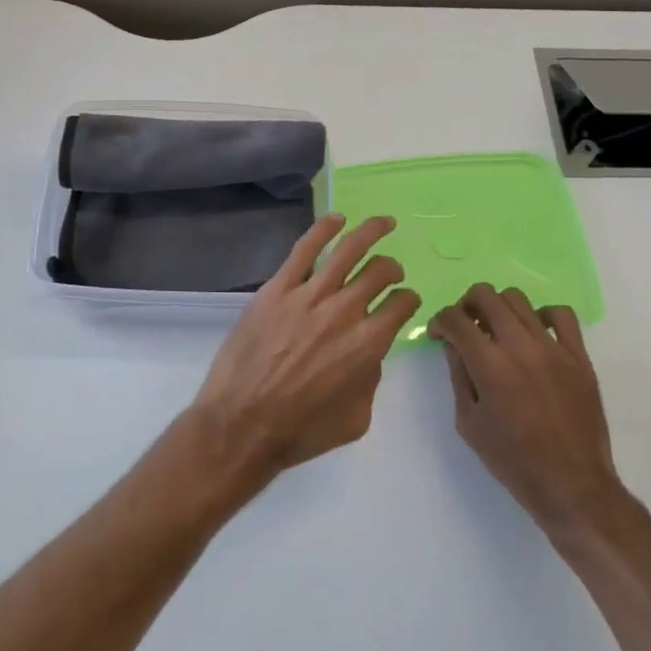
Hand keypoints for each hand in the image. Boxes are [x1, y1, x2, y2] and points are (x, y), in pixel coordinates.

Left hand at [190, 214, 420, 487]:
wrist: (242, 424)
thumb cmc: (300, 431)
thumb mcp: (356, 419)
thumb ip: (371, 380)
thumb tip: (369, 354)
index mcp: (369, 344)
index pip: (401, 305)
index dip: (408, 300)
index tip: (404, 301)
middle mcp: (345, 311)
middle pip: (380, 272)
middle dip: (392, 268)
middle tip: (391, 271)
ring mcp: (309, 295)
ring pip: (348, 249)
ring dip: (371, 231)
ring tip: (383, 222)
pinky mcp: (278, 288)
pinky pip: (305, 248)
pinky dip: (324, 229)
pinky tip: (337, 219)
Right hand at [431, 285, 624, 541]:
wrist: (572, 485)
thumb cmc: (513, 461)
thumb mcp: (469, 423)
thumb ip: (459, 376)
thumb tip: (454, 345)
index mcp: (489, 365)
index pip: (456, 319)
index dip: (440, 321)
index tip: (439, 334)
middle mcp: (520, 346)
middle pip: (485, 295)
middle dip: (466, 304)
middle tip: (466, 325)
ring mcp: (553, 348)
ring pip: (519, 299)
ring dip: (499, 307)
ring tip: (498, 329)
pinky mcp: (579, 356)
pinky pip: (562, 315)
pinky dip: (543, 315)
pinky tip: (535, 333)